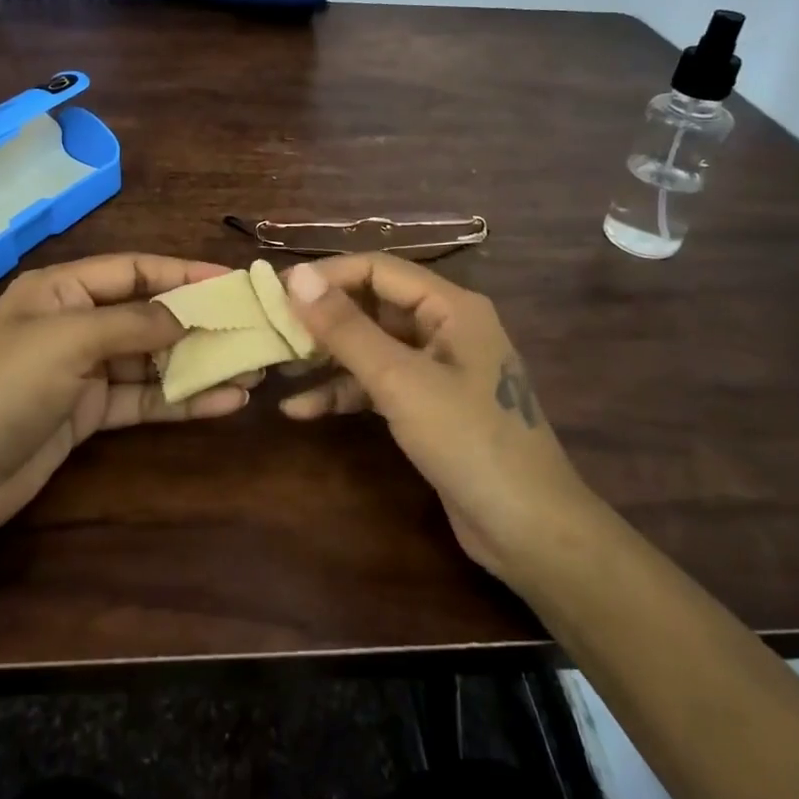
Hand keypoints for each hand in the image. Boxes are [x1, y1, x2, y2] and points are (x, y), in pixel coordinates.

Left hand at [0, 255, 254, 560]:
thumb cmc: (1, 388)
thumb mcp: (68, 341)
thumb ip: (134, 323)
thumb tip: (187, 312)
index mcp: (62, 289)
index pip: (136, 270)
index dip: (184, 272)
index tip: (234, 280)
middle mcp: (77, 323)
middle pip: (150, 315)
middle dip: (200, 322)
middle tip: (254, 329)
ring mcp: (84, 371)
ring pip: (153, 360)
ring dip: (200, 364)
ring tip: (253, 369)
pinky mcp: (90, 414)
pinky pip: (144, 400)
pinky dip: (182, 400)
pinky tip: (225, 402)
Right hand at [277, 254, 593, 584]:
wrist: (528, 529)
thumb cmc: (469, 441)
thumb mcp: (400, 380)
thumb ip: (346, 328)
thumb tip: (295, 276)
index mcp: (451, 306)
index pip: (377, 269)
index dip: (326, 276)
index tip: (275, 293)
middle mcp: (445, 327)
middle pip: (372, 306)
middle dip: (322, 319)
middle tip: (270, 332)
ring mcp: (437, 368)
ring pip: (371, 347)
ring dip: (327, 358)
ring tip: (277, 367)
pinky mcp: (427, 406)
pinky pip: (378, 385)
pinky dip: (343, 393)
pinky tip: (301, 409)